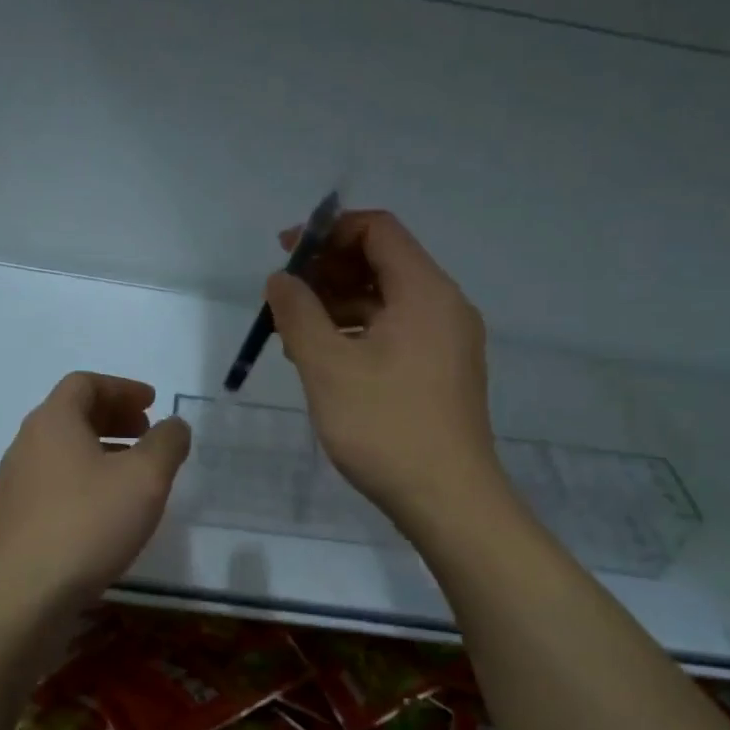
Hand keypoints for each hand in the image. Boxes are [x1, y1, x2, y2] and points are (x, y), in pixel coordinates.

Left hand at [0, 373, 192, 617]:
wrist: (21, 599)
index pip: (84, 384)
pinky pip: (54, 482)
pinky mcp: (14, 520)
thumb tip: (173, 426)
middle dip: (114, 417)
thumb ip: (166, 443)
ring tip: (134, 473)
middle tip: (147, 432)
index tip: (152, 403)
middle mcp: (26, 445)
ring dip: (101, 450)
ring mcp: (15, 485)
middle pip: (71, 414)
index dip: (122, 388)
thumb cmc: (87, 525)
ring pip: (62, 451)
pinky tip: (107, 511)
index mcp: (53, 422)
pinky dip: (85, 479)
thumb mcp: (145, 478)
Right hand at [267, 211, 501, 530]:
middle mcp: (444, 305)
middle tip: (284, 298)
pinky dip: (361, 333)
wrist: (449, 500)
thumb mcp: (328, 367)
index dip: (328, 232)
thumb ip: (298, 314)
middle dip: (329, 272)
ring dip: (340, 305)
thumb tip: (281, 279)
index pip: (377, 229)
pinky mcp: (444, 371)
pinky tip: (326, 360)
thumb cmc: (385, 427)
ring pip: (388, 301)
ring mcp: (448, 341)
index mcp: (424, 291)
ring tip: (295, 334)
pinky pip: (398, 332)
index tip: (286, 254)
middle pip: (383, 262)